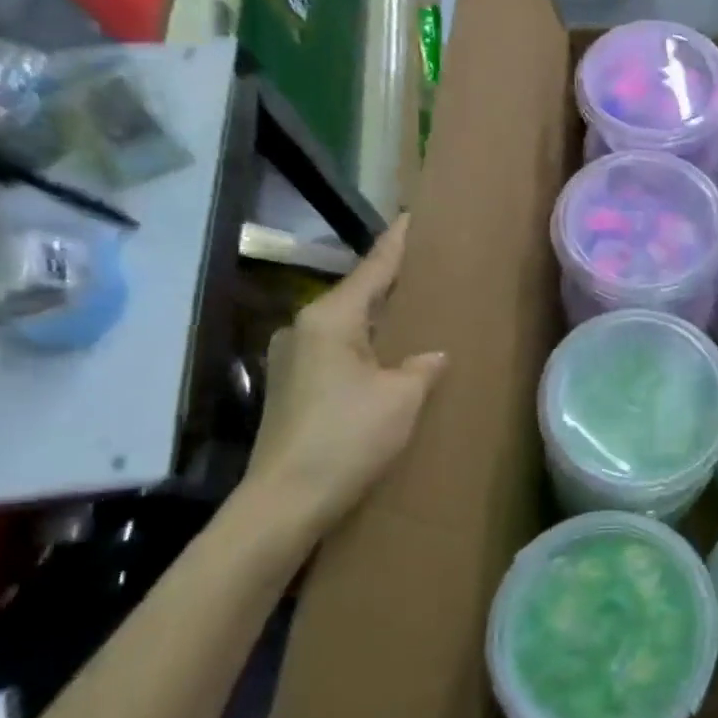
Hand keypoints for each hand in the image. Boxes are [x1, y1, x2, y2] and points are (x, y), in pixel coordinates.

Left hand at [244, 215, 445, 533]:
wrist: (285, 502)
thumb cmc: (348, 437)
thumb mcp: (402, 396)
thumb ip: (422, 366)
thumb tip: (432, 355)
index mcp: (330, 320)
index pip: (373, 269)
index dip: (396, 243)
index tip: (412, 215)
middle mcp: (304, 329)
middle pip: (356, 294)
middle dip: (389, 282)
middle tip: (425, 267)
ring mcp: (292, 359)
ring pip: (346, 325)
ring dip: (377, 318)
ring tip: (411, 312)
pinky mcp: (291, 388)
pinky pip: (337, 351)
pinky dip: (365, 346)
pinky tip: (386, 357)